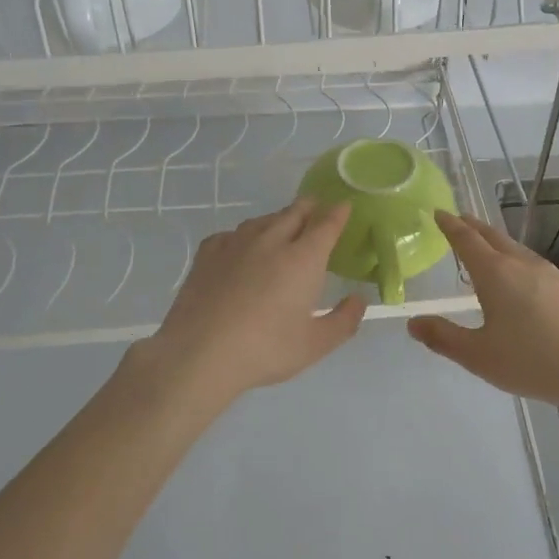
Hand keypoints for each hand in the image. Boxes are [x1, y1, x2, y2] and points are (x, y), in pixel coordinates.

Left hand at [138, 198, 366, 404]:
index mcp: (303, 258)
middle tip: (317, 209)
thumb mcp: (315, 345)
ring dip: (278, 219)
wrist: (199, 353)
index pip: (326, 225)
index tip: (344, 206)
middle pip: (294, 212)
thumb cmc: (265, 349)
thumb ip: (344, 320)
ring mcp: (236, 243)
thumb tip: (358, 300)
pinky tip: (242, 248)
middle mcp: (271, 241)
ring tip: (283, 227)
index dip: (338, 213)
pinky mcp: (208, 253)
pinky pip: (233, 233)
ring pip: (263, 220)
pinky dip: (245, 235)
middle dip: (310, 207)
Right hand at [407, 211, 558, 412]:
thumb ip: (443, 337)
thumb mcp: (479, 355)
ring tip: (482, 245)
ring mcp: (547, 272)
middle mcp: (520, 263)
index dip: (450, 225)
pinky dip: (511, 256)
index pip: (466, 239)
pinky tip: (515, 275)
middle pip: (491, 235)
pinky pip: (528, 260)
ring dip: (493, 240)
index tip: (437, 212)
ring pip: (513, 247)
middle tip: (457, 220)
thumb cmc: (533, 361)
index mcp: (495, 273)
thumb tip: (413, 322)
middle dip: (472, 226)